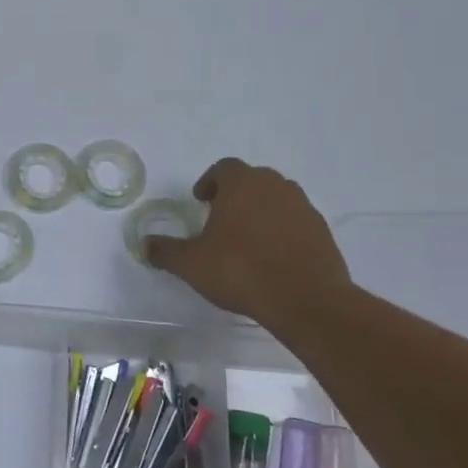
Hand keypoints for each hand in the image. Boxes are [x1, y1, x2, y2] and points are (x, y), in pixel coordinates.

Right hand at [144, 159, 351, 337]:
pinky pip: (295, 221)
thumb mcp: (191, 264)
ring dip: (260, 211)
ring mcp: (303, 207)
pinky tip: (272, 257)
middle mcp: (275, 186)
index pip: (223, 168)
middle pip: (252, 179)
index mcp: (242, 184)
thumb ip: (166, 251)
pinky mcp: (322, 231)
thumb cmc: (241, 270)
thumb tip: (145, 244)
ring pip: (276, 198)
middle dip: (235, 195)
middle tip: (220, 218)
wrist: (306, 299)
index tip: (201, 201)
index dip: (209, 182)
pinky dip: (282, 230)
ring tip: (247, 239)